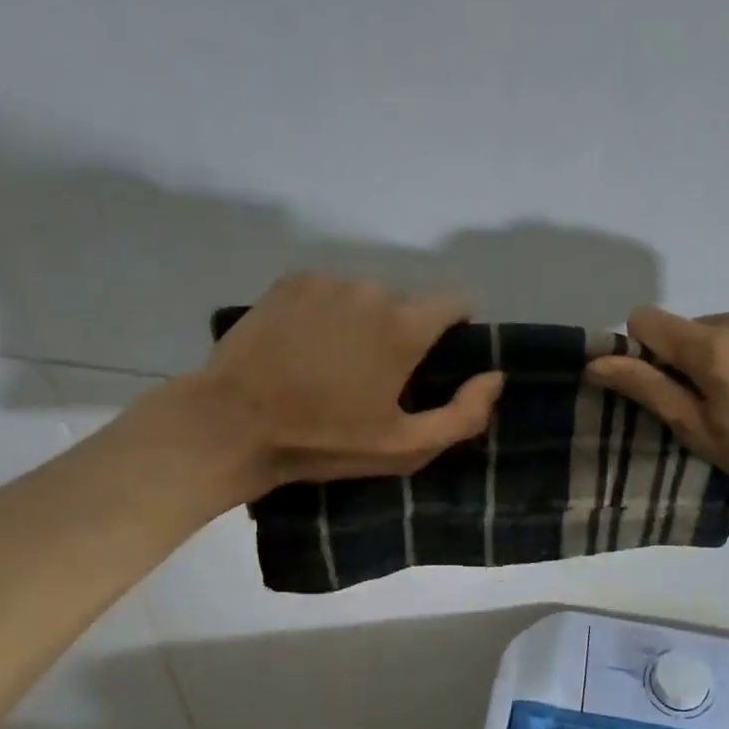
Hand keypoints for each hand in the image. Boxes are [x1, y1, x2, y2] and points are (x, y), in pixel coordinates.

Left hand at [180, 273, 503, 497]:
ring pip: (367, 297)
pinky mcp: (289, 282)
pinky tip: (305, 349)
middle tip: (377, 380)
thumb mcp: (404, 447)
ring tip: (336, 367)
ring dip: (365, 324)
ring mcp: (326, 281)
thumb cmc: (325, 441)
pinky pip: (330, 293)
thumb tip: (494, 377)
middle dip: (404, 334)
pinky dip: (329, 315)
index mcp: (403, 326)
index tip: (437, 365)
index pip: (456, 302)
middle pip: (409, 304)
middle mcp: (371, 289)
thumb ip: (463, 415)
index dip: (456, 331)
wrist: (234, 424)